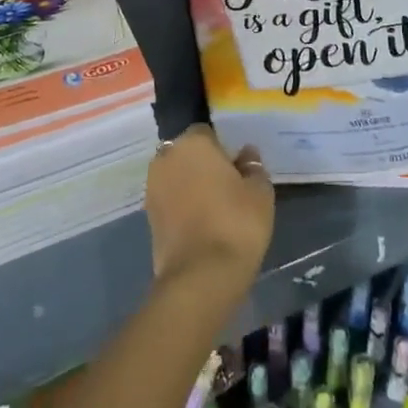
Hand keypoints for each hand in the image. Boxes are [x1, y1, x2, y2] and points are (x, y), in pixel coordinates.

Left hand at [145, 124, 273, 296]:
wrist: (201, 275)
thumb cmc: (236, 223)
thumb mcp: (259, 192)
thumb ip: (253, 168)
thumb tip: (246, 155)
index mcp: (193, 142)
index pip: (206, 132)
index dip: (221, 148)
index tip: (236, 167)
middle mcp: (167, 157)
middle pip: (186, 152)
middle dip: (201, 163)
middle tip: (225, 186)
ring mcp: (152, 186)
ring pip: (174, 175)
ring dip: (188, 184)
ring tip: (212, 206)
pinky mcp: (147, 214)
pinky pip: (168, 198)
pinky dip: (180, 205)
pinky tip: (199, 222)